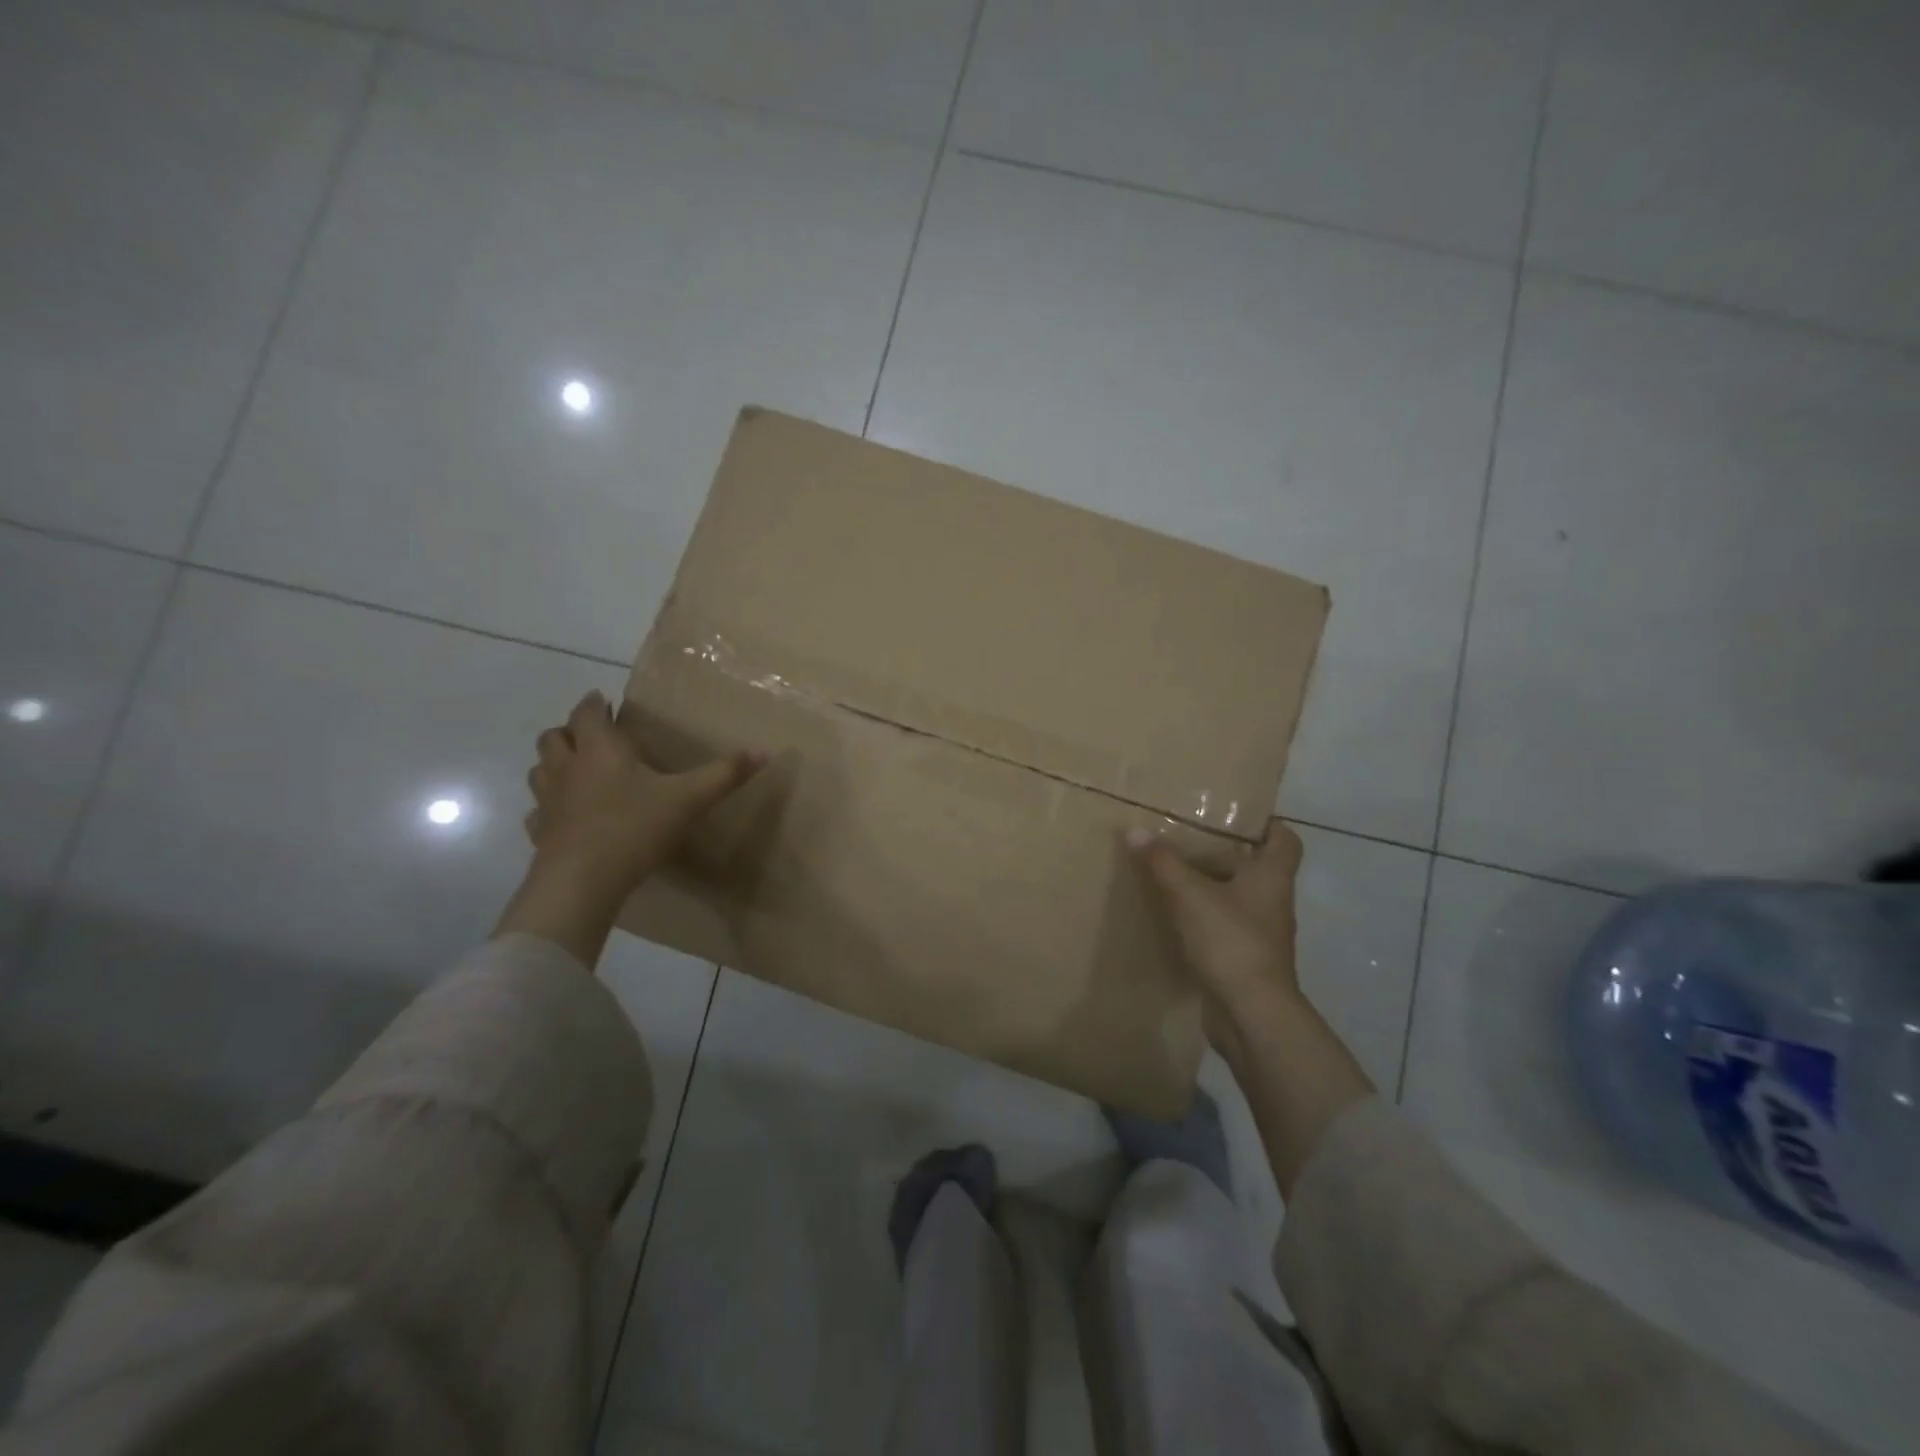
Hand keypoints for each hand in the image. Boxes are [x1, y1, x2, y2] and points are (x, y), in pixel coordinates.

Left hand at [525, 690, 761, 894]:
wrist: (582, 882)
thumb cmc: (635, 828)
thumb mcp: (690, 798)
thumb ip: (725, 774)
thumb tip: (764, 751)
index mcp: (600, 750)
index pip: (587, 713)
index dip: (594, 703)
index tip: (602, 699)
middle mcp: (568, 768)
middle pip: (553, 737)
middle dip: (570, 731)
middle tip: (592, 736)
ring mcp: (548, 802)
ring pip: (540, 770)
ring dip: (554, 764)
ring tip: (577, 771)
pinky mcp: (540, 833)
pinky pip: (538, 812)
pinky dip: (549, 808)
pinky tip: (566, 818)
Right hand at [1128, 822, 1304, 1052]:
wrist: (1251, 1014)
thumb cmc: (1231, 941)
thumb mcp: (1190, 895)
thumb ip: (1163, 862)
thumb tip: (1136, 830)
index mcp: (1272, 878)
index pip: (1285, 840)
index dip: (1267, 824)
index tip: (1235, 815)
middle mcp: (1273, 903)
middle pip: (1256, 868)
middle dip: (1225, 853)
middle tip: (1188, 838)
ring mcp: (1261, 935)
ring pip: (1237, 899)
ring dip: (1212, 887)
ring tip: (1174, 873)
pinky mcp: (1244, 960)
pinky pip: (1224, 928)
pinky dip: (1204, 919)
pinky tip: (1174, 916)